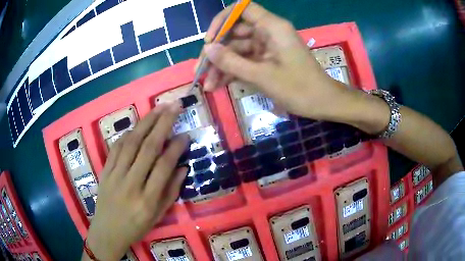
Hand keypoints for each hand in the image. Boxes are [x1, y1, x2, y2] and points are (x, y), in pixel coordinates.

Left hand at [84, 103, 188, 260]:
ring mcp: (115, 175)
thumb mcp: (158, 216)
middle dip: (163, 124)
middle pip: (148, 148)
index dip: (176, 147)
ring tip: (159, 108)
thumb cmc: (136, 227)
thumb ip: (171, 191)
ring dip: (146, 122)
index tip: (186, 134)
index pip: (164, 166)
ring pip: (131, 143)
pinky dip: (127, 134)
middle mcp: (131, 184)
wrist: (107, 232)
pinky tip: (137, 126)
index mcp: (148, 200)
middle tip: (175, 106)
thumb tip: (183, 167)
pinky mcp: (105, 171)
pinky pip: (116, 148)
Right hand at [199, 2, 353, 120]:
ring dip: (222, 66)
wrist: (322, 103)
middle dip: (217, 51)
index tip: (210, 39)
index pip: (242, 9)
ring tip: (208, 85)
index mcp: (272, 27)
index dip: (222, 20)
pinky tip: (218, 85)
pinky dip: (233, 71)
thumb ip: (232, 61)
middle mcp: (268, 32)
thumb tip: (207, 49)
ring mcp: (267, 47)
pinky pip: (245, 60)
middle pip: (235, 33)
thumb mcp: (262, 75)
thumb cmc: (299, 88)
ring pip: (237, 50)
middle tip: (201, 70)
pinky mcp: (267, 60)